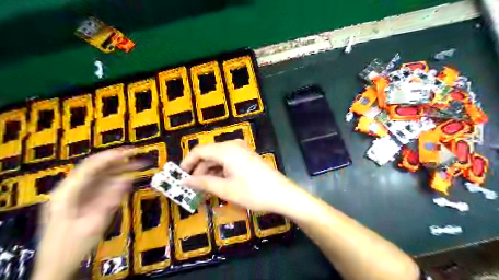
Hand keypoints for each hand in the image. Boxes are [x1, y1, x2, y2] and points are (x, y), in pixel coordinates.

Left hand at [33, 148, 144, 279]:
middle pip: (96, 167)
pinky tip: (129, 178)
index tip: (132, 151)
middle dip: (119, 160)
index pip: (91, 166)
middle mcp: (71, 189)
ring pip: (101, 175)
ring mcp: (77, 194)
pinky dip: (117, 180)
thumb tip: (127, 179)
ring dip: (120, 168)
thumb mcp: (93, 225)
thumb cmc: (71, 247)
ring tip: (140, 165)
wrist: (55, 266)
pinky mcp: (84, 199)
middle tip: (139, 155)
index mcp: (67, 193)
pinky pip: (102, 185)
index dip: (112, 156)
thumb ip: (110, 201)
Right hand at [180, 140, 303, 214]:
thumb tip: (184, 181)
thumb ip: (203, 183)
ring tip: (203, 189)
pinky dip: (220, 171)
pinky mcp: (247, 157)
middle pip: (209, 153)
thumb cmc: (253, 192)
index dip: (187, 163)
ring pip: (218, 158)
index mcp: (226, 150)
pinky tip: (217, 183)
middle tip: (191, 187)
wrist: (282, 194)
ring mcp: (242, 150)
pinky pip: (228, 160)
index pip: (199, 150)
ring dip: (209, 171)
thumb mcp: (225, 189)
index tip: (179, 177)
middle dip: (198, 169)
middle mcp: (233, 145)